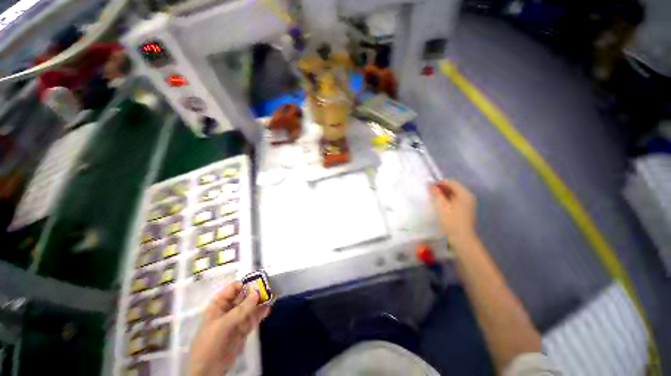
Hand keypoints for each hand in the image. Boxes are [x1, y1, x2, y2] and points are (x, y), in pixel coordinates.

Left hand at [189, 282, 270, 375]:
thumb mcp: (224, 324)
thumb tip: (257, 293)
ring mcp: (236, 320)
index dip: (246, 284)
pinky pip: (253, 318)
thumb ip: (242, 309)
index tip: (259, 283)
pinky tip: (268, 309)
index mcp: (219, 305)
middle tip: (269, 289)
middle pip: (244, 297)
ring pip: (250, 307)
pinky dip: (260, 314)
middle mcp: (228, 310)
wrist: (208, 370)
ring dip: (260, 302)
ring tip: (272, 297)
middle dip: (256, 293)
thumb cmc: (210, 342)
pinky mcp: (243, 330)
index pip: (233, 288)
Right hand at [430, 180, 477, 245]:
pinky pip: (455, 201)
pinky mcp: (465, 211)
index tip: (429, 186)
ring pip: (453, 195)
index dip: (439, 183)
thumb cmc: (451, 221)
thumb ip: (436, 193)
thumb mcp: (441, 205)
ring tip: (433, 198)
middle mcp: (468, 197)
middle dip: (441, 189)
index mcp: (465, 194)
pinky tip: (440, 205)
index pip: (451, 182)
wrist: (461, 238)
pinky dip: (447, 200)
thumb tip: (430, 184)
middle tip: (430, 192)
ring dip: (443, 195)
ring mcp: (468, 204)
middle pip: (453, 188)